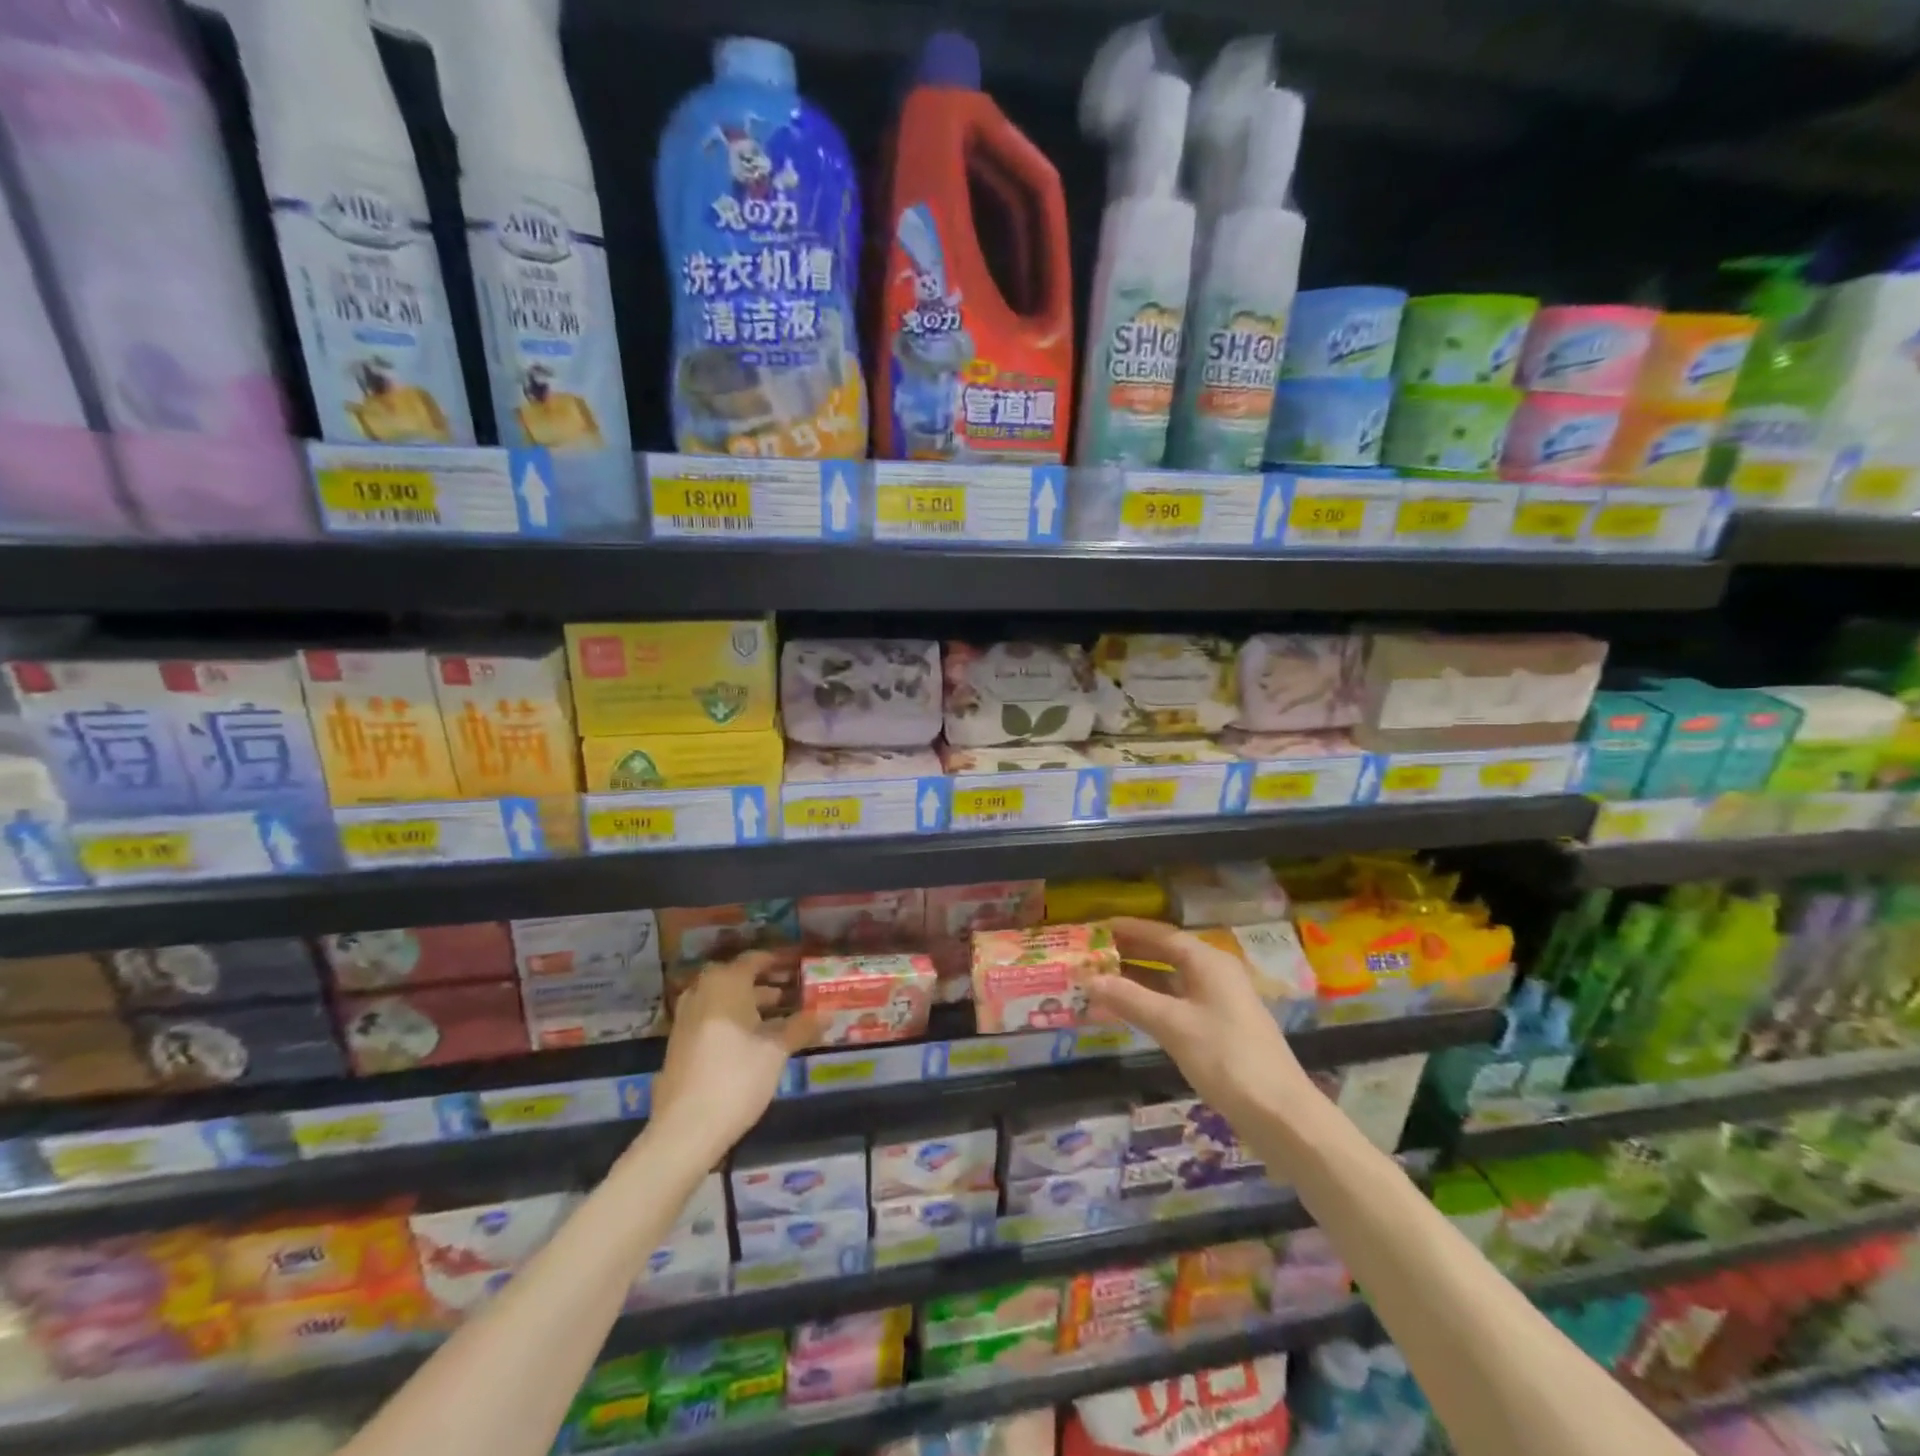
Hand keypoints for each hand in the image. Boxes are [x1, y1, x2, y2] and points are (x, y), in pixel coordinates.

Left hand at [649, 952, 820, 1155]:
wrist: (685, 1129)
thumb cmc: (736, 1078)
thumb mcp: (776, 1051)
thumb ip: (801, 1027)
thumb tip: (829, 1013)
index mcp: (725, 984)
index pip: (753, 960)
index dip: (776, 961)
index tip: (797, 966)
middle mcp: (702, 992)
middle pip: (736, 978)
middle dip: (763, 983)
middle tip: (790, 990)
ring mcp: (686, 1018)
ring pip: (722, 999)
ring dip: (748, 1003)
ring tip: (776, 1016)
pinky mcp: (680, 1044)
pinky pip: (710, 1018)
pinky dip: (731, 1019)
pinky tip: (751, 1041)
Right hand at [1088, 917, 1321, 1132]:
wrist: (1280, 1114)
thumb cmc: (1226, 1058)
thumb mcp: (1173, 1025)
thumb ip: (1129, 999)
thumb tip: (1089, 979)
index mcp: (1208, 962)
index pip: (1162, 934)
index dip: (1129, 929)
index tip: (1097, 926)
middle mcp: (1215, 974)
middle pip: (1166, 954)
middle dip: (1130, 953)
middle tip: (1092, 954)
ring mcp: (1218, 1002)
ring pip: (1170, 980)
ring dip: (1137, 979)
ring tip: (1100, 980)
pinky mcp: (1218, 1028)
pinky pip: (1177, 1003)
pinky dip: (1151, 1002)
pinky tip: (1128, 1010)